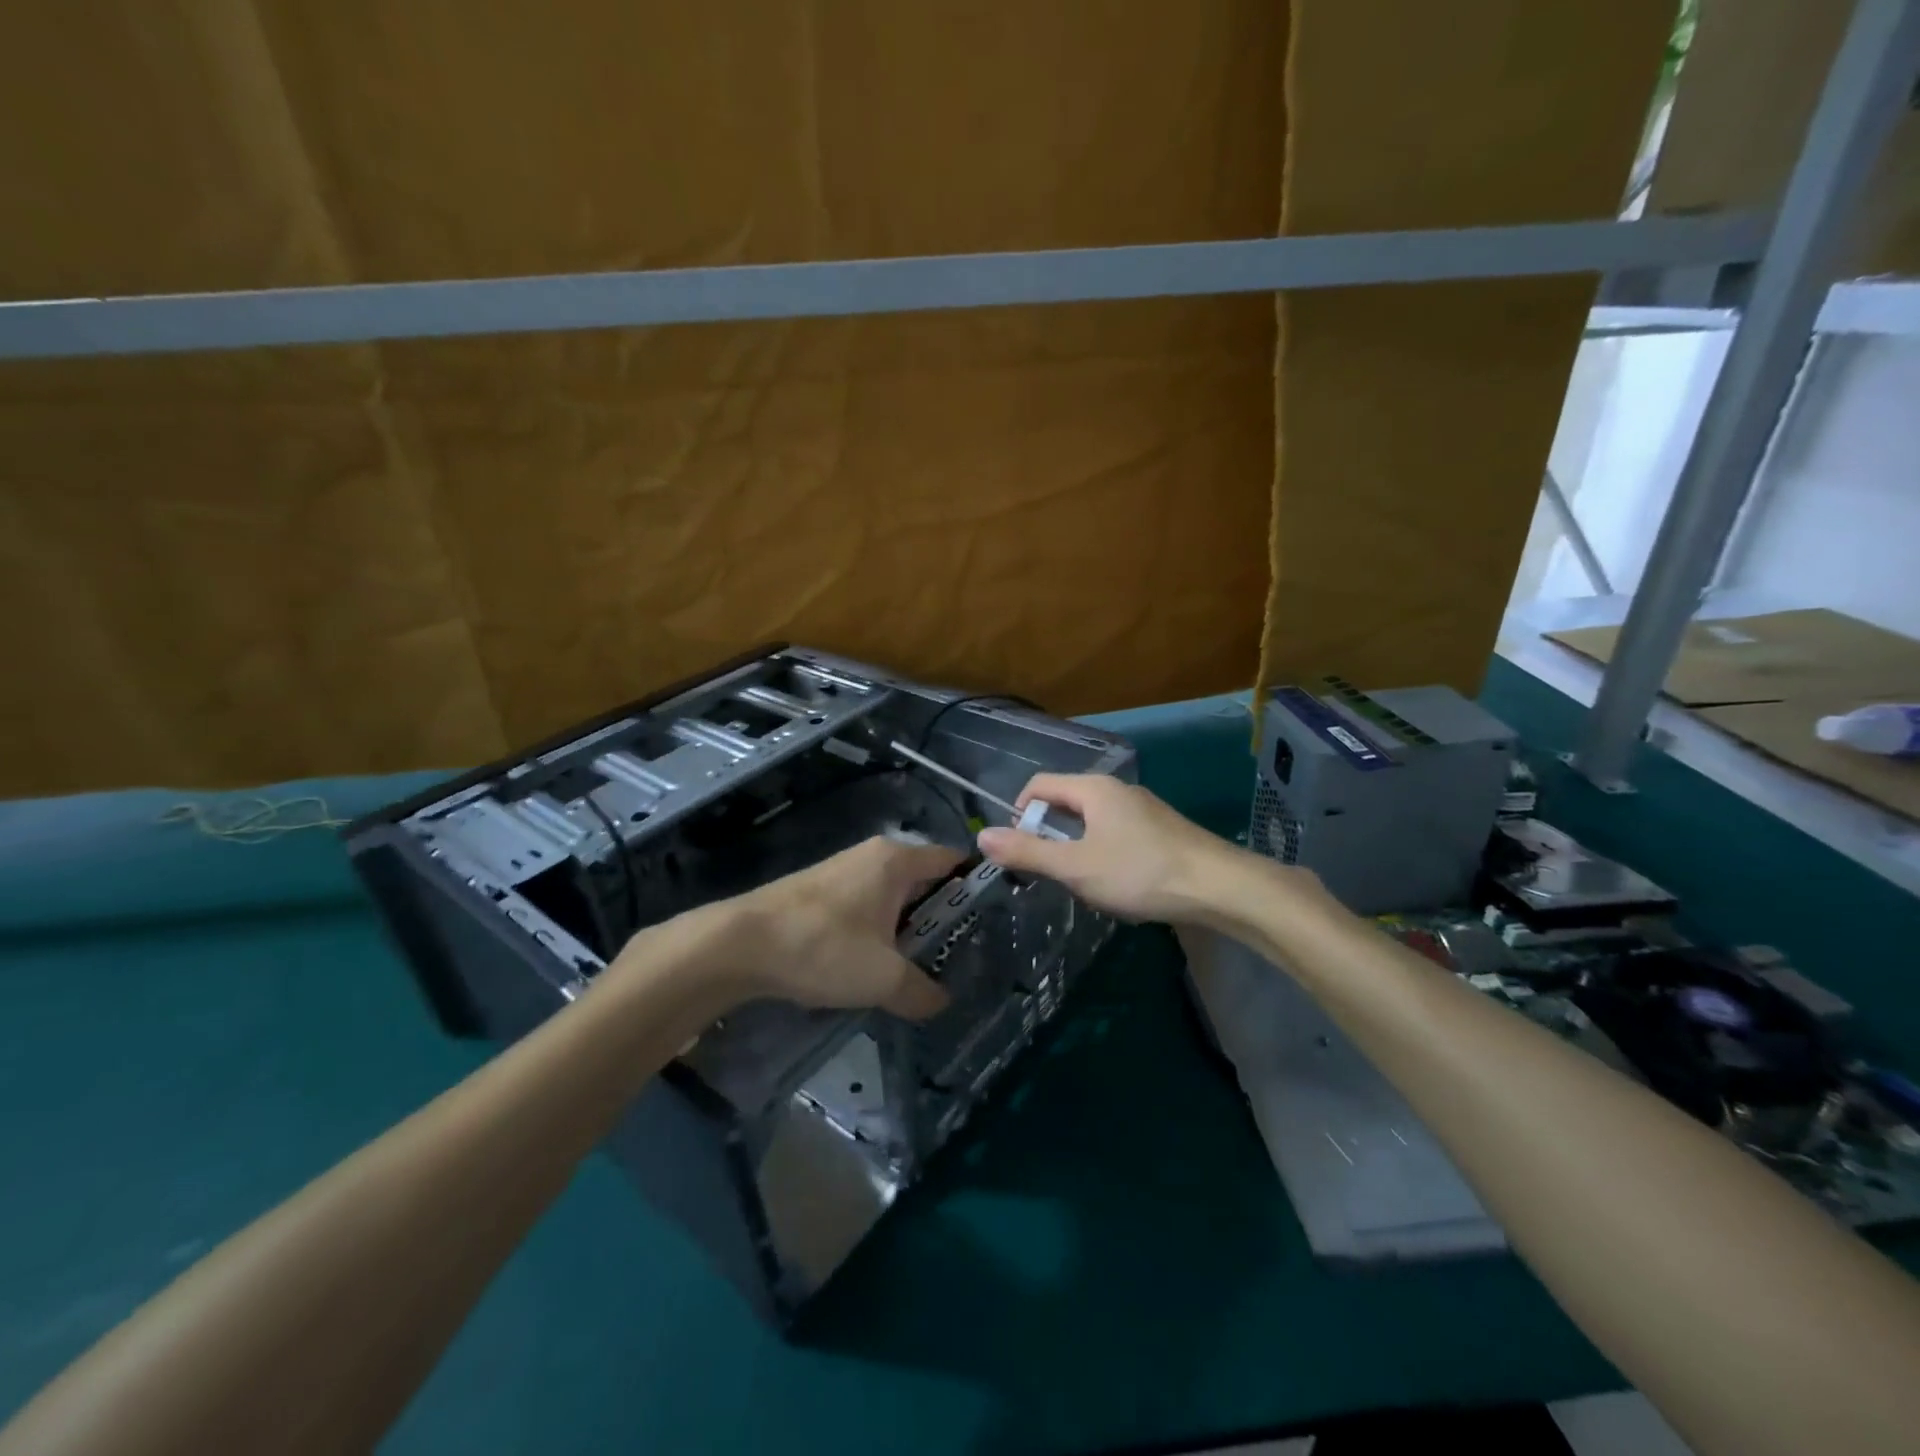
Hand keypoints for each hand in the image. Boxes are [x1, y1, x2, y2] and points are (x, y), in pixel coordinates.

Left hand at [722, 835, 964, 1018]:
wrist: (740, 944)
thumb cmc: (824, 947)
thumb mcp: (883, 978)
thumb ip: (920, 991)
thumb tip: (941, 1002)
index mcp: (896, 861)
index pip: (951, 860)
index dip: (974, 886)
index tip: (990, 920)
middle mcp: (872, 856)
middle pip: (923, 880)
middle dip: (940, 915)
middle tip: (957, 953)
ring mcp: (842, 871)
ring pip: (891, 896)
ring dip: (905, 927)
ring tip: (917, 966)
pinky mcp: (818, 891)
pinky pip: (864, 905)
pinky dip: (877, 930)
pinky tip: (871, 965)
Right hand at [975, 774, 1246, 923]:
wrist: (1219, 887)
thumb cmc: (1140, 872)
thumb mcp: (1075, 866)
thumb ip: (1028, 852)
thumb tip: (982, 836)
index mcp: (1092, 789)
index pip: (1039, 785)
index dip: (1019, 814)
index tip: (1018, 851)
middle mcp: (1116, 790)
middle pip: (1065, 802)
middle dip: (1048, 834)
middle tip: (1048, 872)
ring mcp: (1142, 809)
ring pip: (1092, 821)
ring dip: (1075, 847)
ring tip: (1081, 883)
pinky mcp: (1161, 830)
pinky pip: (1116, 833)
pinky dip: (1103, 853)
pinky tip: (1116, 884)